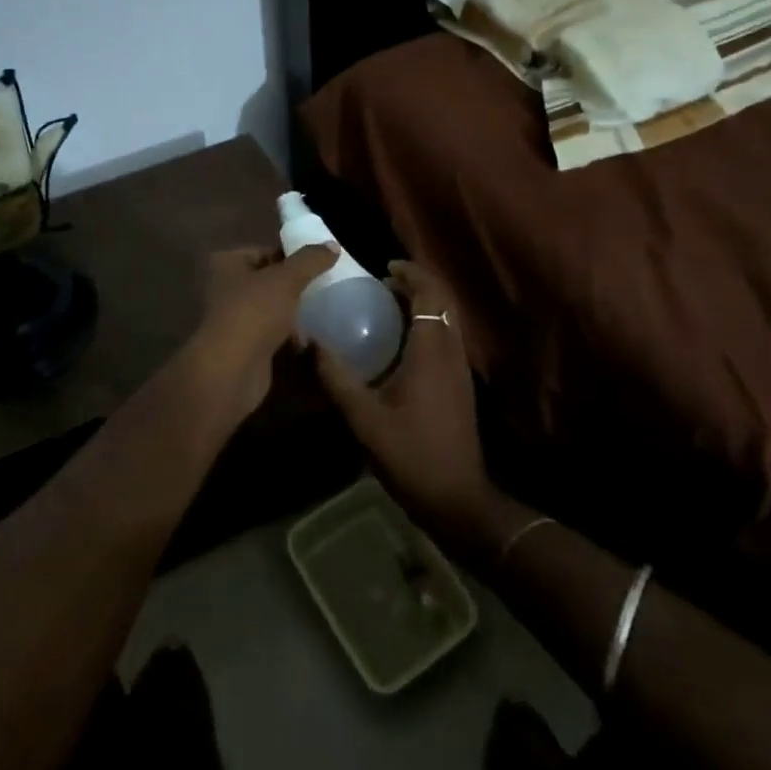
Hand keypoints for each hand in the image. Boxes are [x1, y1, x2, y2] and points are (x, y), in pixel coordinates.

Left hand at [180, 245, 337, 424]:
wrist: (231, 371)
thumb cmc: (254, 314)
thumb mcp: (286, 279)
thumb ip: (310, 260)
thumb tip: (333, 245)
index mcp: (228, 263)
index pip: (265, 251)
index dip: (292, 255)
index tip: (321, 262)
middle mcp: (226, 288)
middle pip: (269, 279)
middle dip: (295, 285)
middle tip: (326, 285)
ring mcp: (235, 319)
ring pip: (272, 308)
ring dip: (294, 311)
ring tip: (323, 310)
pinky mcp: (245, 346)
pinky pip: (272, 333)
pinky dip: (289, 335)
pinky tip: (310, 338)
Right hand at [315, 261, 509, 561]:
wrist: (458, 500)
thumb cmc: (412, 456)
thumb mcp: (365, 420)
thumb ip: (337, 380)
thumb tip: (310, 343)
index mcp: (431, 352)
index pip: (430, 295)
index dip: (411, 274)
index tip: (384, 269)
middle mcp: (451, 352)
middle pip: (443, 301)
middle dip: (417, 284)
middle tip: (383, 284)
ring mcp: (460, 369)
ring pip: (447, 319)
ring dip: (423, 304)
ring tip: (388, 307)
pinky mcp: (460, 385)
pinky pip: (446, 337)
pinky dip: (427, 324)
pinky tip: (400, 344)